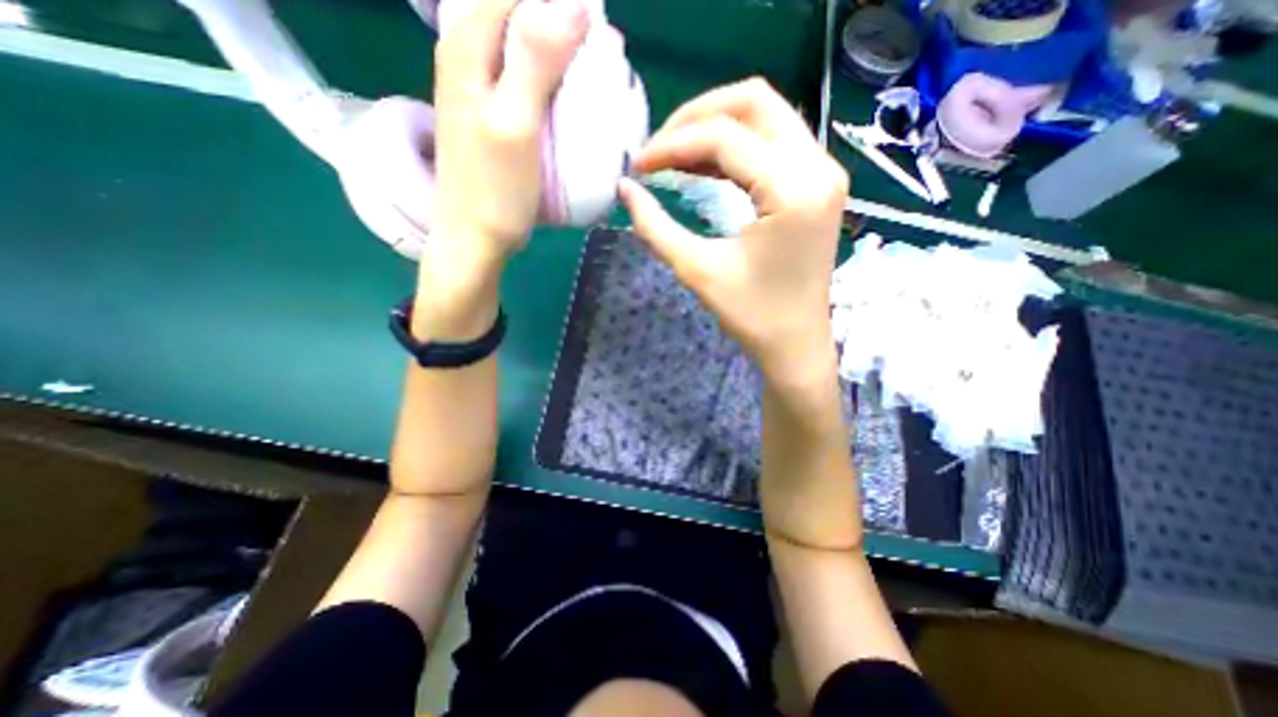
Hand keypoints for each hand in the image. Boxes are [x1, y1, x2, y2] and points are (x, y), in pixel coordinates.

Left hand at [431, 1, 584, 259]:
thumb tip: (576, 2)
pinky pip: (526, 77)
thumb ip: (536, 61)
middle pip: (520, 11)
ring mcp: (480, 86)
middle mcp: (468, 54)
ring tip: (592, 78)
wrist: (474, 238)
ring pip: (523, 43)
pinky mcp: (494, 113)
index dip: (561, 6)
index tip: (597, 33)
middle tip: (599, 59)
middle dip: (562, 26)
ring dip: (561, 54)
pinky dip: (552, 80)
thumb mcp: (516, 124)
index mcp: (468, 45)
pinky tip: (571, 101)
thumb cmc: (495, 190)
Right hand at [619, 79, 846, 385]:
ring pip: (766, 116)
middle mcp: (818, 167)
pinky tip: (702, 167)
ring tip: (673, 157)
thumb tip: (624, 189)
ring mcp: (823, 173)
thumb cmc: (752, 316)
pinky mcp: (816, 185)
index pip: (725, 137)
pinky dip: (734, 147)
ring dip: (714, 128)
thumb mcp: (697, 271)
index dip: (672, 144)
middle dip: (696, 117)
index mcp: (793, 190)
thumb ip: (655, 227)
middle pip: (754, 101)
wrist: (796, 344)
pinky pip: (773, 143)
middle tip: (658, 149)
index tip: (637, 165)